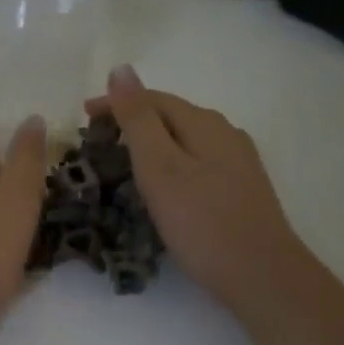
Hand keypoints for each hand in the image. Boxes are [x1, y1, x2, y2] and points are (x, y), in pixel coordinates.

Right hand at [90, 66, 298, 314]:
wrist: (261, 275)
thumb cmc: (201, 222)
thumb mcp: (160, 167)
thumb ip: (139, 119)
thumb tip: (121, 69)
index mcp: (204, 123)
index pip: (153, 98)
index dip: (115, 103)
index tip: (82, 117)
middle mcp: (225, 133)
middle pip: (171, 115)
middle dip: (132, 121)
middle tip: (97, 142)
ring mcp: (238, 161)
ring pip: (185, 139)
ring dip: (151, 142)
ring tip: (122, 161)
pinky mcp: (241, 188)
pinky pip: (196, 160)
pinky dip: (170, 163)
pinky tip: (162, 185)